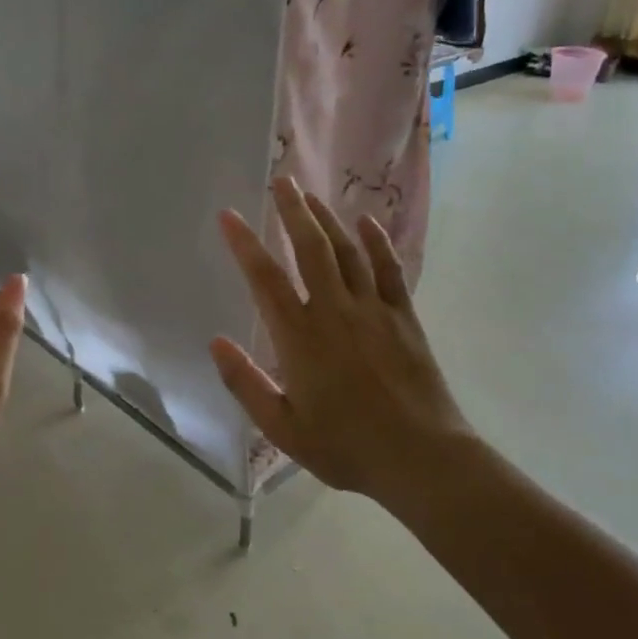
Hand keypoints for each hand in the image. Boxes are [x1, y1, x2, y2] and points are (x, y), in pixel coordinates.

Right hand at [210, 177, 474, 500]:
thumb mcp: (282, 427)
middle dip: (292, 211)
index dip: (244, 244)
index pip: (265, 279)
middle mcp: (335, 311)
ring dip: (327, 220)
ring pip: (347, 252)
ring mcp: (373, 310)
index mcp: (300, 337)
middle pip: (310, 248)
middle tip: (280, 180)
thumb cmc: (345, 446)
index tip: (229, 216)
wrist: (421, 458)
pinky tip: (368, 222)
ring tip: (311, 194)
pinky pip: (389, 270)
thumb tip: (216, 342)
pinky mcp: (403, 317)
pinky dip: (378, 243)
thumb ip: (245, 383)